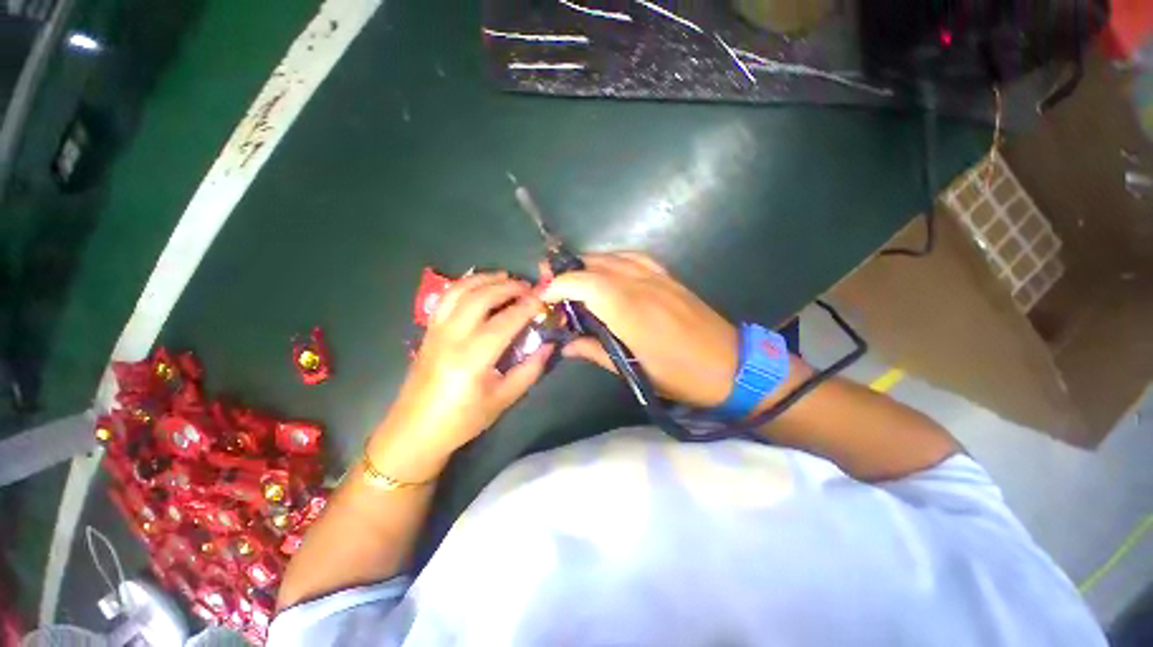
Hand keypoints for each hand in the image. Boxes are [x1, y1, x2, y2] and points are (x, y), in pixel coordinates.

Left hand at [372, 272, 553, 480]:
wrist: (414, 431)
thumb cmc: (462, 420)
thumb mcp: (503, 399)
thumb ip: (529, 370)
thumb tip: (549, 345)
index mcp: (472, 359)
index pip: (504, 322)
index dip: (526, 307)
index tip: (543, 299)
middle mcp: (451, 338)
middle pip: (480, 298)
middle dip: (507, 287)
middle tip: (528, 286)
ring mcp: (436, 331)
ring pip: (459, 291)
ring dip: (484, 279)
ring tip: (505, 277)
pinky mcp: (428, 331)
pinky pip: (446, 298)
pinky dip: (465, 285)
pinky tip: (479, 286)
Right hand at [541, 252, 737, 407]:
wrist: (732, 366)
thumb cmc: (680, 376)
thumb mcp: (633, 371)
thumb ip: (595, 351)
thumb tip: (566, 344)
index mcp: (631, 312)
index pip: (586, 284)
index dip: (559, 285)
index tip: (544, 297)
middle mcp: (641, 286)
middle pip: (596, 266)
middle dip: (567, 272)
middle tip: (550, 286)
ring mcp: (657, 277)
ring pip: (613, 258)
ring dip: (587, 264)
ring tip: (572, 278)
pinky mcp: (669, 277)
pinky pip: (634, 257)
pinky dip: (612, 260)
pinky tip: (606, 271)